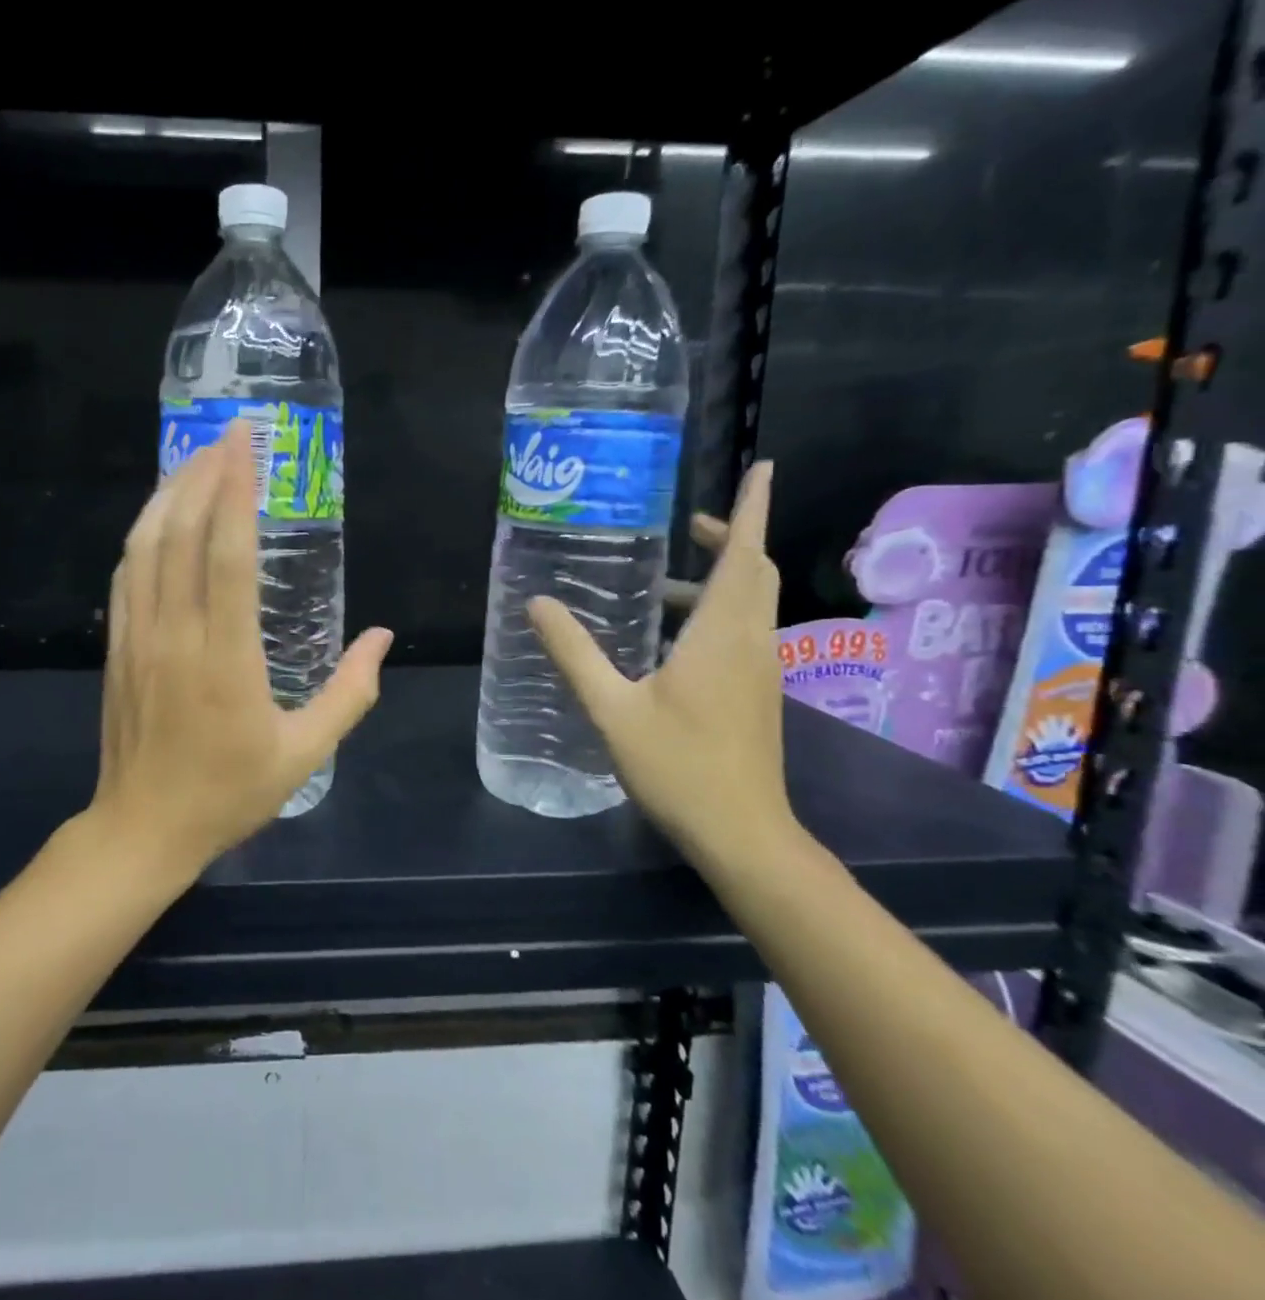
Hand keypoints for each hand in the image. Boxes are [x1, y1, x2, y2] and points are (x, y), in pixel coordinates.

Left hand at [90, 420, 393, 873]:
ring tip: (195, 459)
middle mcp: (176, 636)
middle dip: (203, 476)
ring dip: (169, 495)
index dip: (235, 493)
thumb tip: (383, 639)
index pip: (226, 556)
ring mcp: (138, 638)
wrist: (143, 830)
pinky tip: (160, 515)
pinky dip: (143, 534)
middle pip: (181, 535)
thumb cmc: (229, 794)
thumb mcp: (304, 754)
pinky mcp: (118, 647)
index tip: (246, 445)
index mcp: (226, 659)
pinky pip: (127, 575)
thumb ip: (350, 695)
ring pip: (145, 547)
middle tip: (227, 436)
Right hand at [529, 462, 798, 866]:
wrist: (742, 832)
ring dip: (718, 576)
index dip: (753, 507)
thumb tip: (537, 603)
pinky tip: (668, 635)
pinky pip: (742, 629)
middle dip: (731, 536)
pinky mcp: (756, 692)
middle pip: (753, 570)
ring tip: (660, 578)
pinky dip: (714, 610)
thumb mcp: (612, 708)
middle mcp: (750, 641)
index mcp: (721, 634)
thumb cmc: (678, 766)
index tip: (763, 467)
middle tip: (688, 521)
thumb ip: (574, 653)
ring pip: (750, 601)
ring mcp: (759, 668)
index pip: (744, 554)